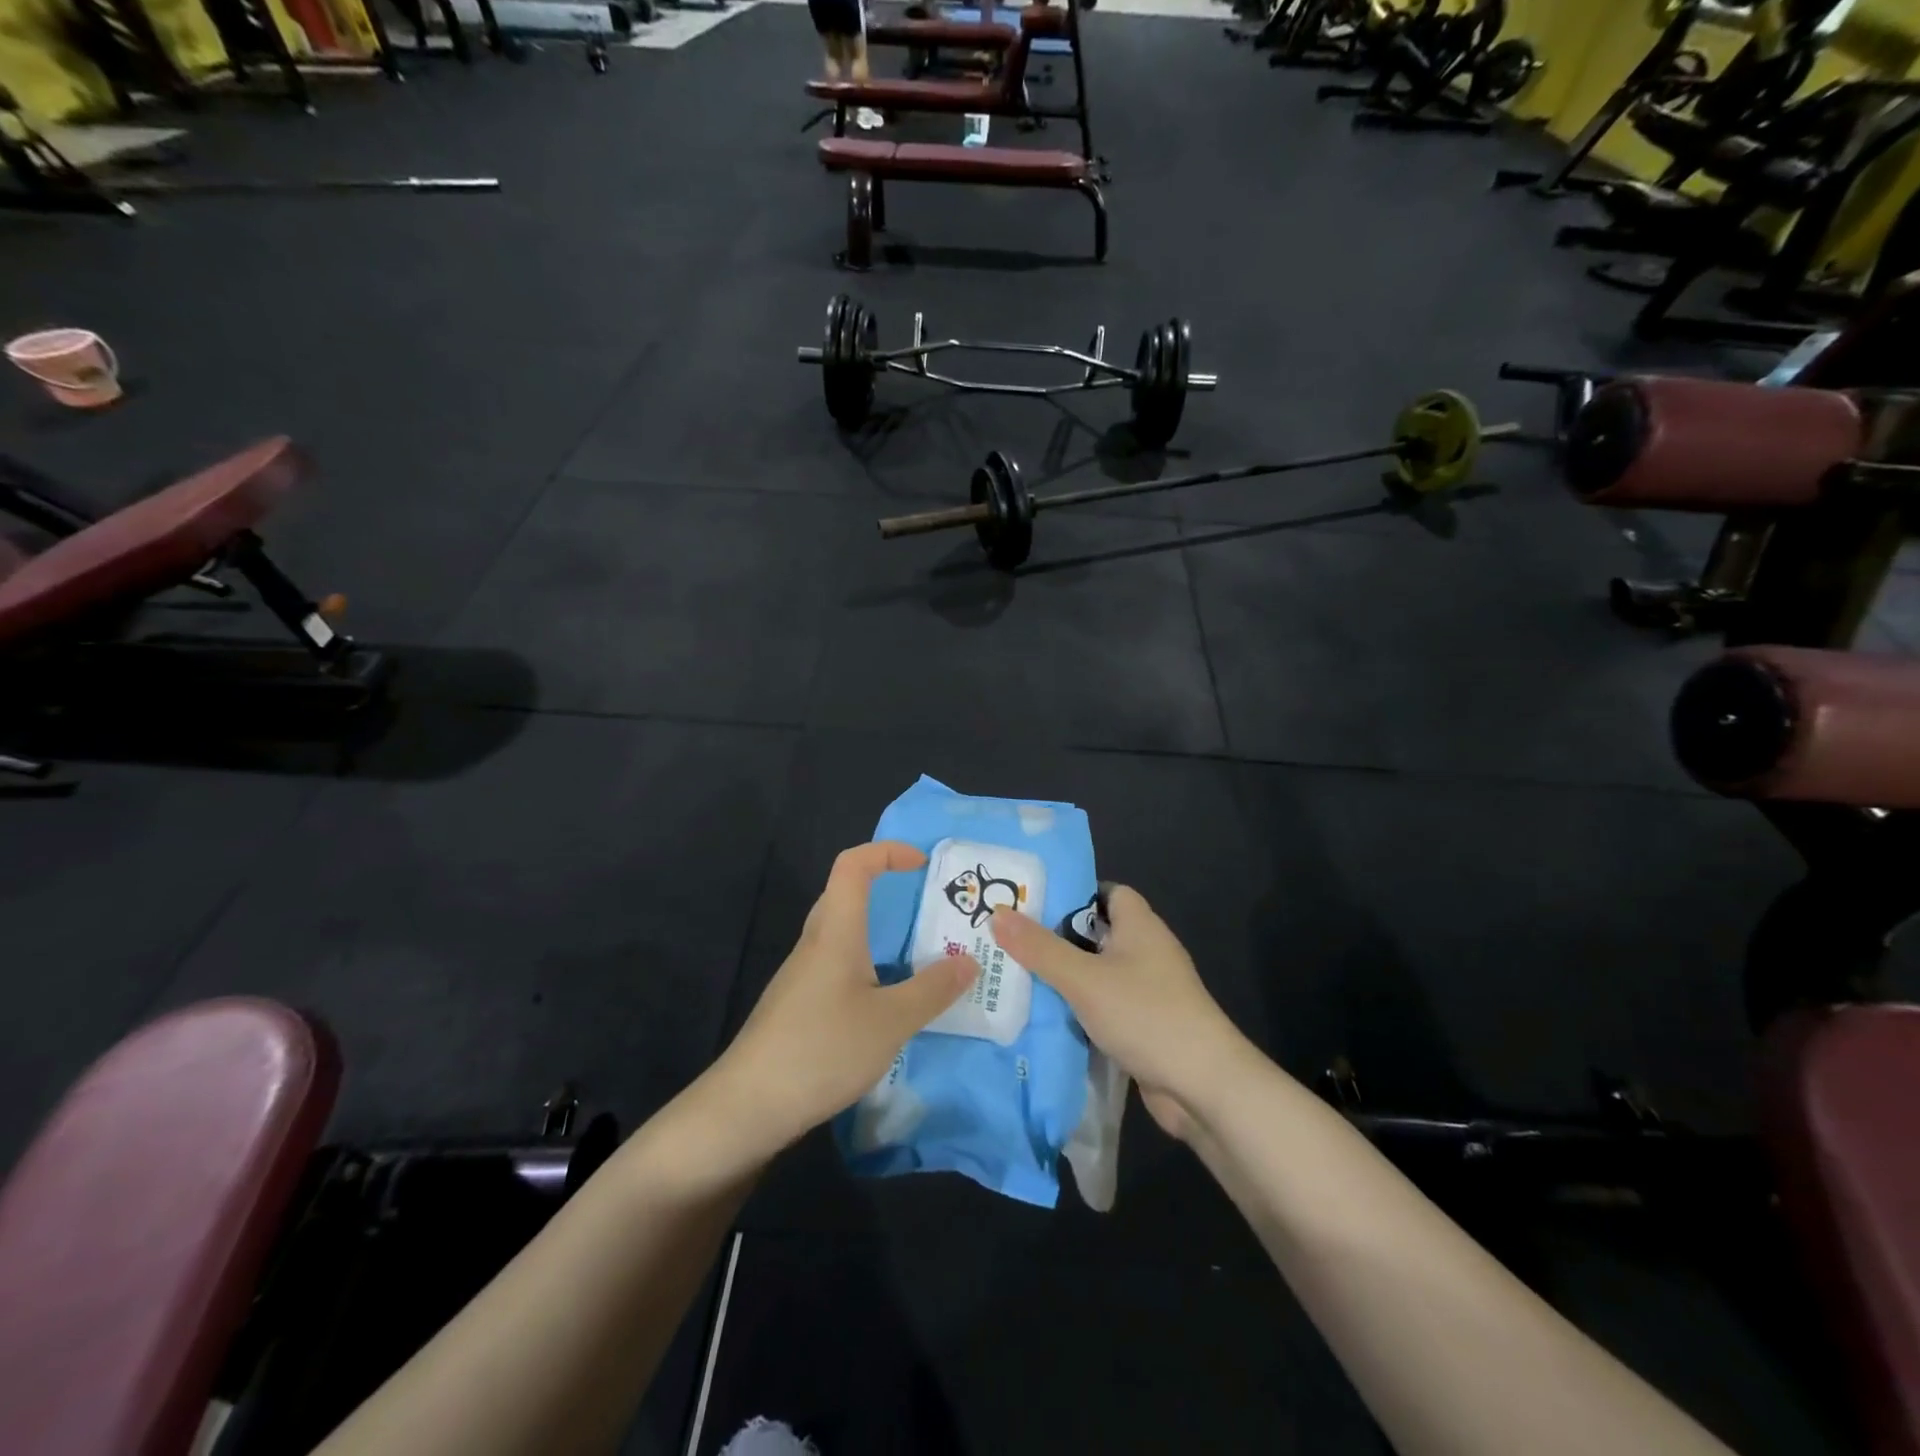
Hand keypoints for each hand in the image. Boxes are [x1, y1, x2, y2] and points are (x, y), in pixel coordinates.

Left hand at [712, 842, 978, 1156]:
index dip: (886, 852)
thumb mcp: (891, 1022)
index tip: (922, 865)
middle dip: (886, 891)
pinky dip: (866, 966)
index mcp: (836, 932)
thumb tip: (969, 961)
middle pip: (845, 895)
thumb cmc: (822, 1049)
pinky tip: (885, 1003)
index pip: (853, 866)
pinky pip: (836, 966)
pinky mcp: (797, 1006)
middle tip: (928, 910)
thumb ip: (932, 990)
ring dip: (878, 933)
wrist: (747, 1106)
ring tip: (918, 957)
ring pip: (841, 934)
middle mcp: (815, 944)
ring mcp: (801, 976)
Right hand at [990, 886, 1243, 1139]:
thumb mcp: (1084, 979)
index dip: (1071, 893)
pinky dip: (1080, 1008)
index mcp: (1139, 925)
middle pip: (1096, 932)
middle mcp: (1146, 950)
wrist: (1203, 1086)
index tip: (1031, 903)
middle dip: (1056, 937)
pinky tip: (1046, 1016)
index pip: (1105, 892)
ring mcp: (1149, 989)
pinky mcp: (1146, 1024)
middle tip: (1010, 940)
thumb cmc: (1145, 1014)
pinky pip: (1105, 1005)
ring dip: (1065, 976)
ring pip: (1098, 972)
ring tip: (1016, 975)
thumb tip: (998, 913)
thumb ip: (1040, 948)